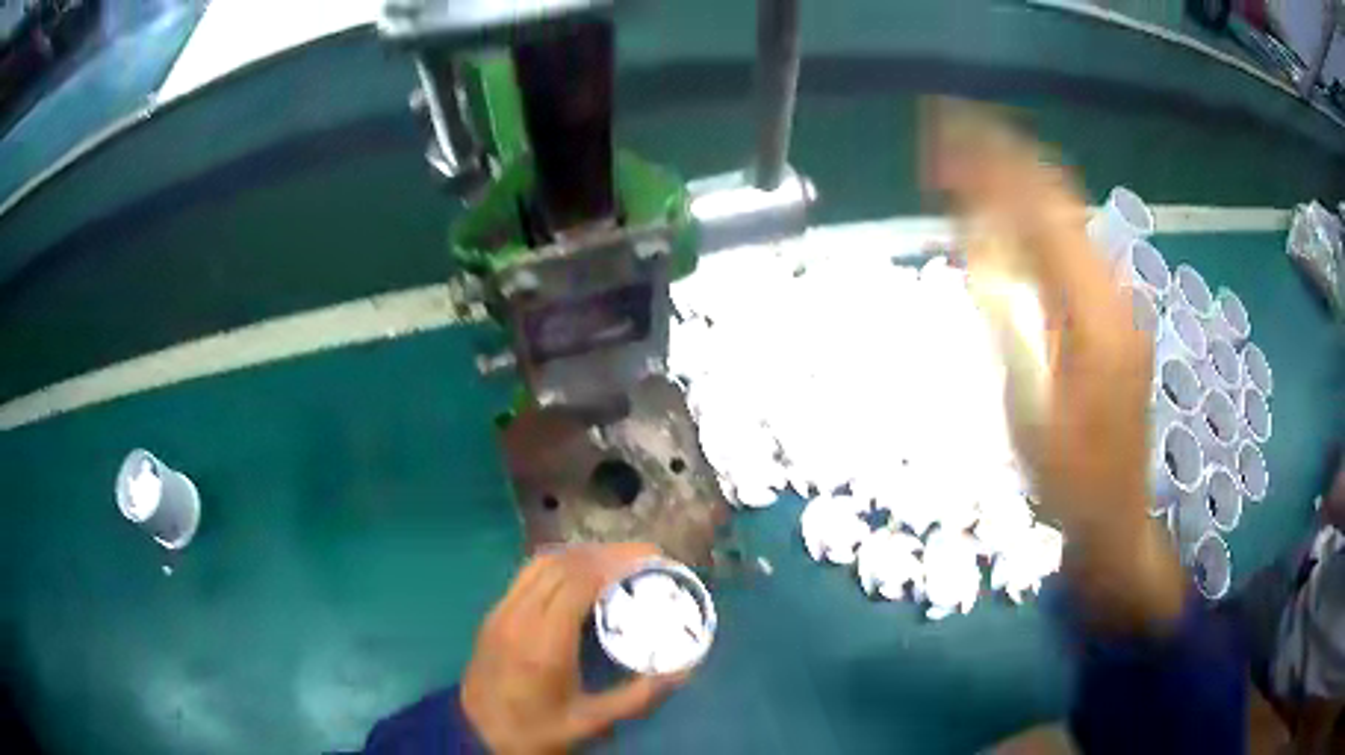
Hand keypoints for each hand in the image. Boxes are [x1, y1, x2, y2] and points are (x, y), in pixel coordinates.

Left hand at [461, 543, 685, 752]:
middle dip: (605, 553)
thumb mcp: (593, 722)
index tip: (650, 559)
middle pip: (562, 564)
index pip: (579, 581)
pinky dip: (559, 564)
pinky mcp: (493, 614)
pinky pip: (527, 574)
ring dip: (581, 554)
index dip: (615, 562)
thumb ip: (639, 696)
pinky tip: (580, 576)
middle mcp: (519, 617)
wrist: (477, 734)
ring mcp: (501, 611)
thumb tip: (682, 670)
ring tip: (616, 561)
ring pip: (541, 562)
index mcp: (544, 643)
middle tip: (642, 557)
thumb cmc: (537, 731)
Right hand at [924, 99, 1183, 629]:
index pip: (1042, 210)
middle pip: (1059, 197)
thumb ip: (1006, 319)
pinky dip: (1036, 212)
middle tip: (948, 129)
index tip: (943, 134)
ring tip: (969, 155)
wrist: (1115, 512)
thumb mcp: (1029, 407)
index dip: (993, 166)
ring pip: (1068, 214)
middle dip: (1003, 154)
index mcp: (1096, 311)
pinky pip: (1073, 241)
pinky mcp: (1116, 309)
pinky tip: (1008, 209)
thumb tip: (976, 245)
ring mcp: (1120, 297)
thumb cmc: (1068, 475)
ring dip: (1018, 178)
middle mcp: (1115, 288)